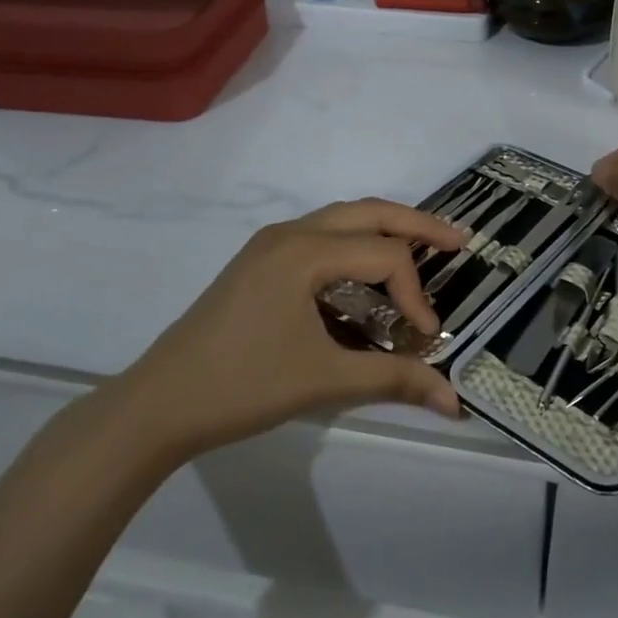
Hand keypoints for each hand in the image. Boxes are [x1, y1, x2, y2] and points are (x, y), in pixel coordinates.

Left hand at [111, 199, 466, 463]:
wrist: (157, 405)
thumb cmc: (242, 387)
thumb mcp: (324, 381)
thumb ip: (394, 381)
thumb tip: (455, 401)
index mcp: (304, 252)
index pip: (384, 256)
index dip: (415, 294)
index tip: (425, 338)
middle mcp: (290, 233)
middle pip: (368, 212)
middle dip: (417, 225)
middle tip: (459, 241)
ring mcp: (270, 244)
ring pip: (343, 219)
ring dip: (385, 231)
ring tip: (424, 249)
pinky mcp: (260, 262)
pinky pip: (321, 237)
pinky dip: (355, 246)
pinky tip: (368, 275)